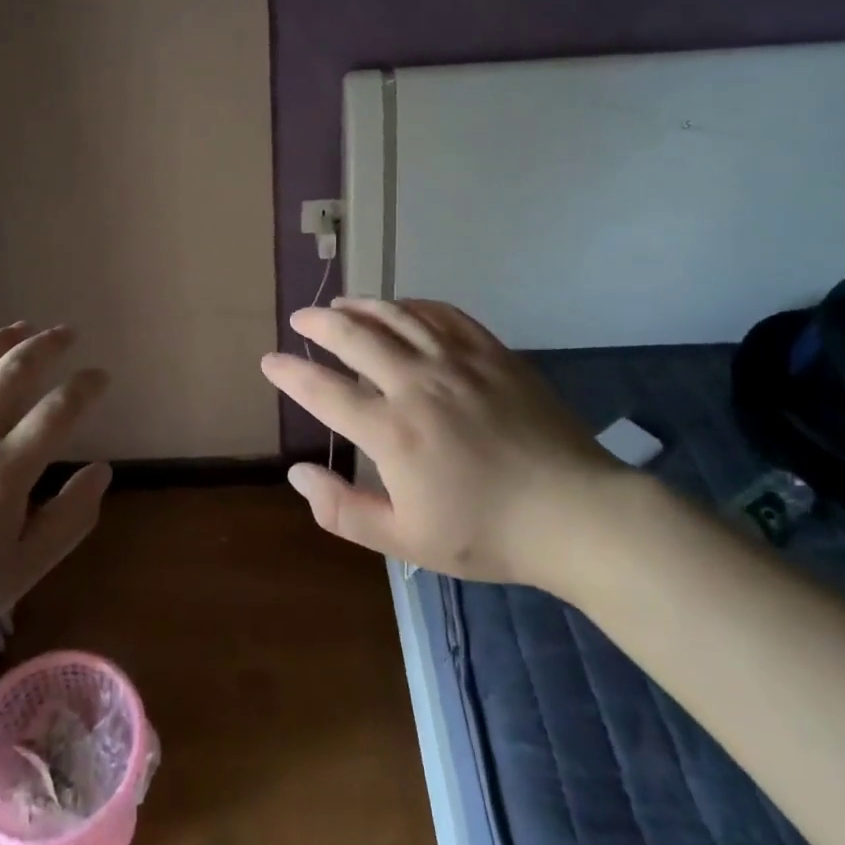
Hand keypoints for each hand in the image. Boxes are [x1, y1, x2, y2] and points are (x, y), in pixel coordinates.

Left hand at [0, 324, 112, 662]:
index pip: (59, 409)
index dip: (86, 386)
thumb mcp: (22, 571)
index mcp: (5, 470)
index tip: (100, 376)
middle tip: (66, 333)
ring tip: (20, 328)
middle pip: (15, 370)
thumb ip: (70, 519)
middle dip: (48, 344)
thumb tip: (102, 471)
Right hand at [260, 298, 619, 587]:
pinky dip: (414, 306)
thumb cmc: (486, 533)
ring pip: (397, 317)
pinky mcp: (492, 353)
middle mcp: (417, 384)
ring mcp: (457, 362)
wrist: (575, 514)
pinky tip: (404, 308)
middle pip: (355, 337)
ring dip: (362, 306)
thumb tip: (297, 473)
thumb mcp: (405, 540)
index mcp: (391, 431)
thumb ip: (343, 509)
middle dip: (320, 324)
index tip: (269, 362)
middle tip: (301, 318)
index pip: (324, 391)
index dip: (291, 374)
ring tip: (341, 304)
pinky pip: (444, 315)